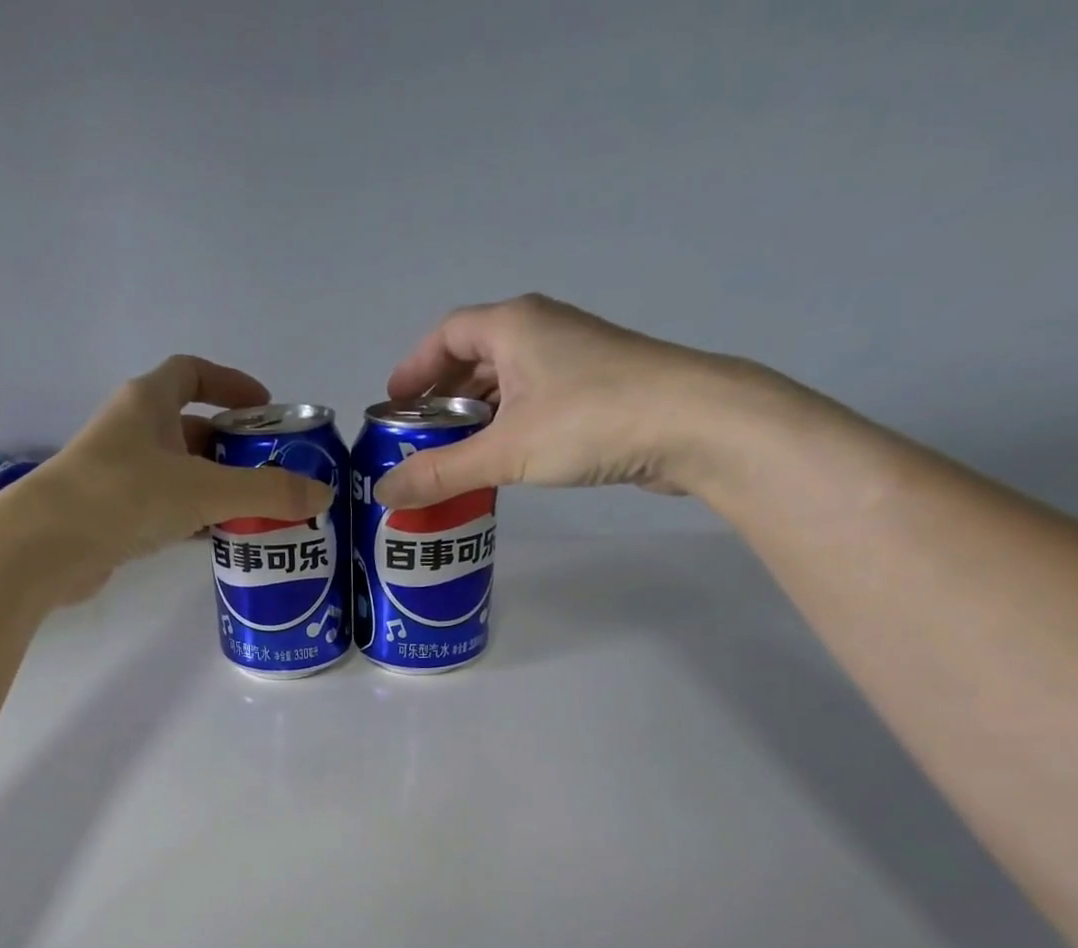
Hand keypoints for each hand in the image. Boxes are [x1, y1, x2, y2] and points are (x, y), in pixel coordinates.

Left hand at [15, 354, 332, 599]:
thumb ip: (266, 492)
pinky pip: (166, 508)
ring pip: (180, 473)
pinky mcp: (115, 515)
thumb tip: (321, 494)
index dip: (231, 384)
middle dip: (233, 447)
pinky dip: (195, 519)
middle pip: (192, 428)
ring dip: (217, 488)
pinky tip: (220, 539)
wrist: (48, 546)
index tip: (266, 408)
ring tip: (259, 511)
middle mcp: (132, 431)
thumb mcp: (204, 490)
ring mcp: (120, 474)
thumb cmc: (125, 496)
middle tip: (273, 472)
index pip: (192, 373)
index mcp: (148, 402)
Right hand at [374, 293, 791, 508]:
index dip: (414, 368)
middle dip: (441, 398)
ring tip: (451, 458)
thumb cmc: (590, 421)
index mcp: (513, 325)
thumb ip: (442, 473)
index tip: (392, 406)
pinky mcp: (595, 389)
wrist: (694, 423)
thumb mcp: (505, 451)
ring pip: (505, 382)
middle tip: (417, 441)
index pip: (447, 334)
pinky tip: (500, 461)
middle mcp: (541, 331)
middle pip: (474, 357)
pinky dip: (506, 426)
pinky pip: (532, 401)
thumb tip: (384, 492)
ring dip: (474, 416)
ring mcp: (572, 359)